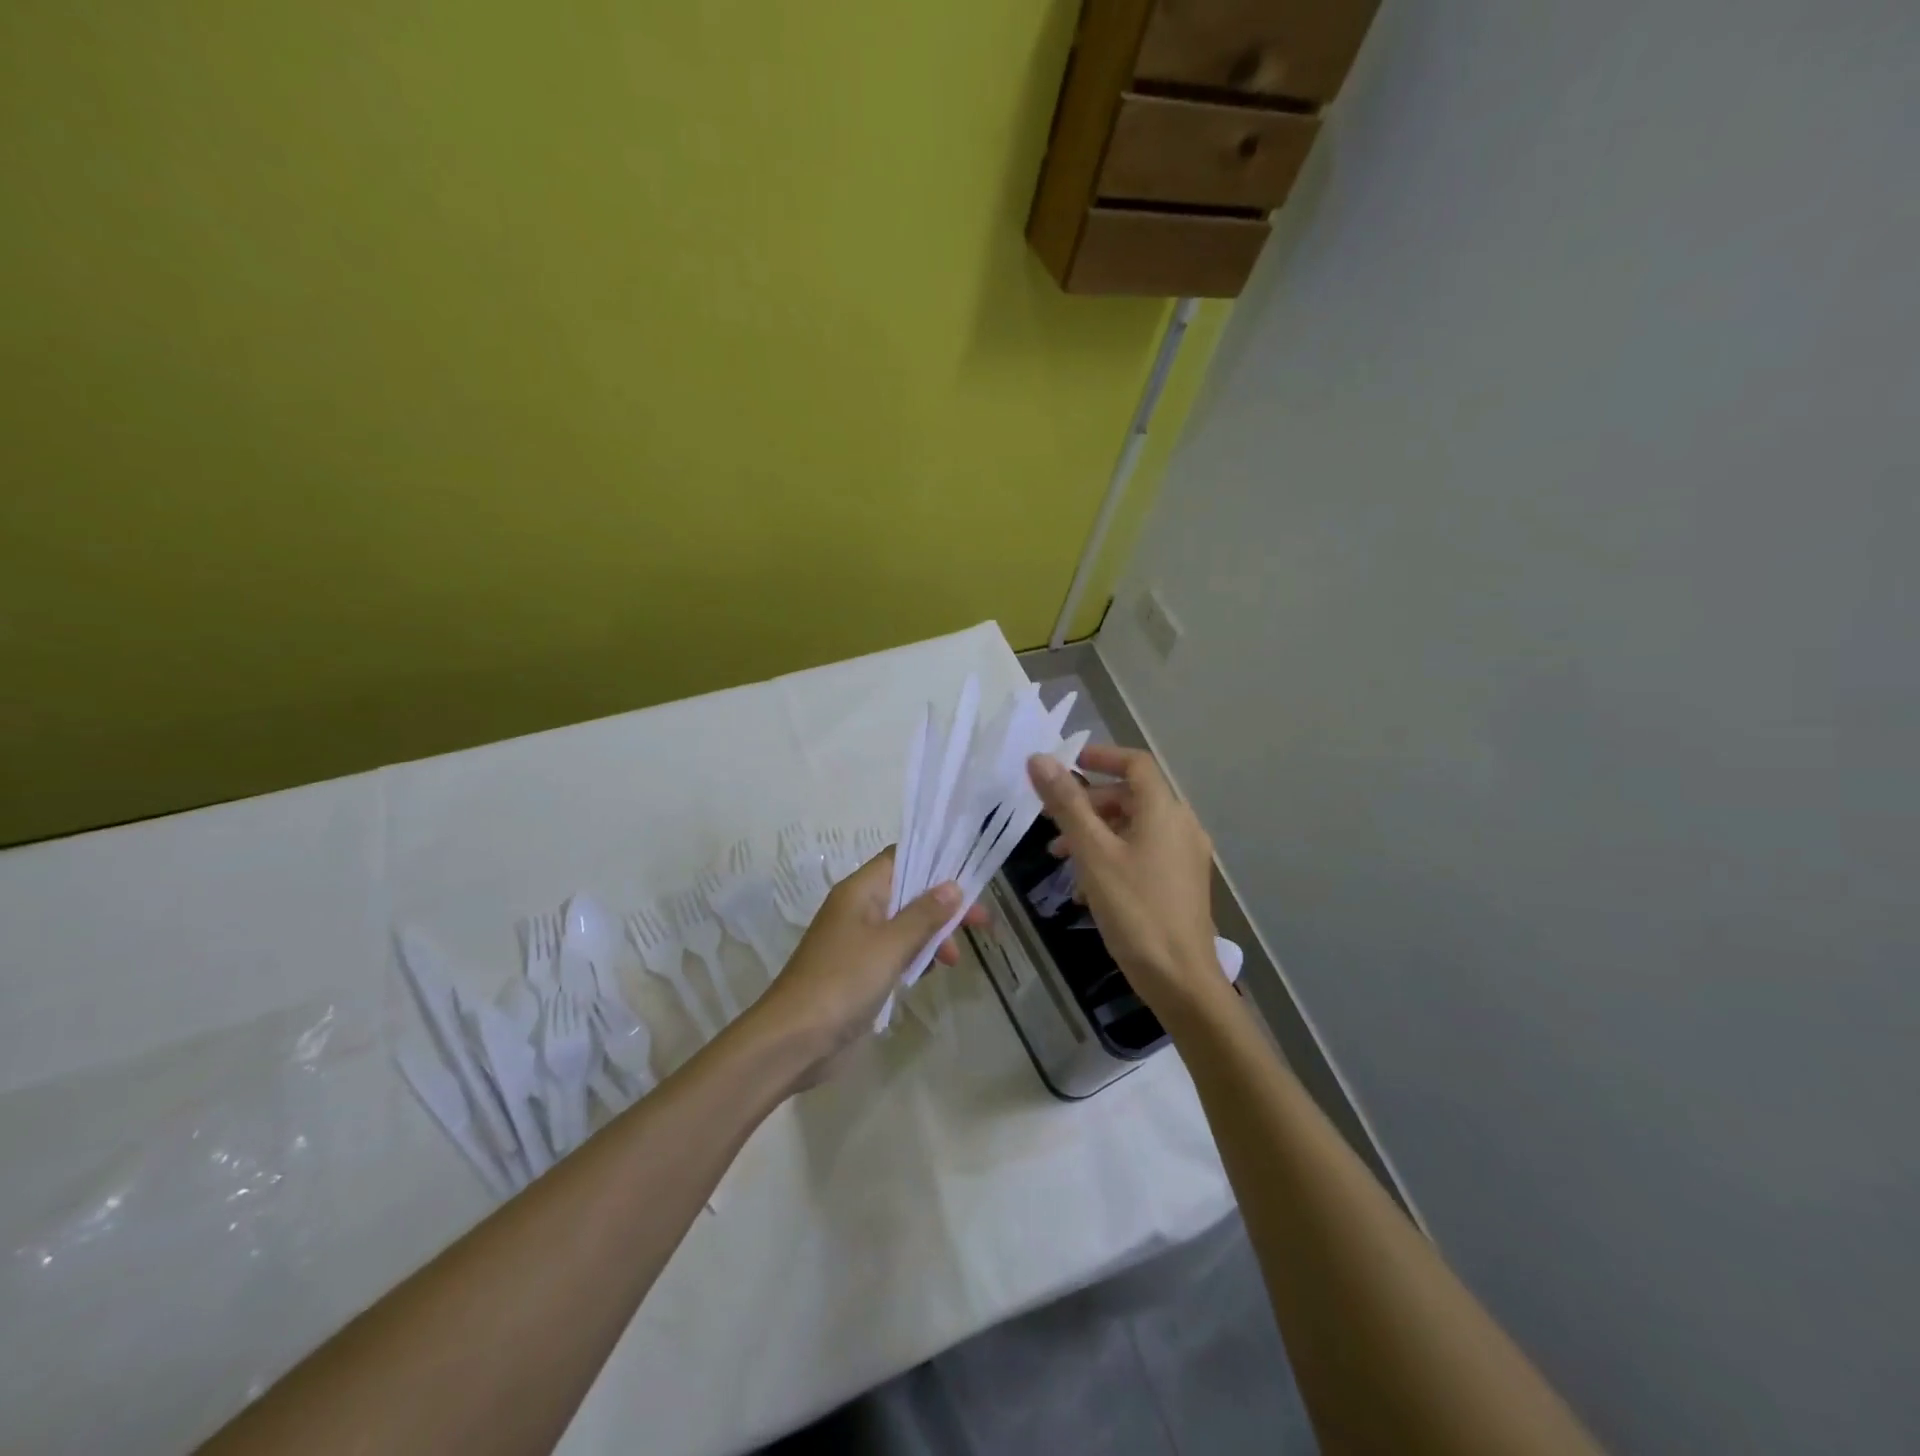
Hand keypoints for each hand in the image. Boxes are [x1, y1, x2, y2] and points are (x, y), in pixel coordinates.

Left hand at [749, 847, 985, 1082]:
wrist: (794, 1040)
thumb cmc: (843, 981)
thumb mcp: (891, 944)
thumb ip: (924, 914)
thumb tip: (953, 886)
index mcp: (860, 891)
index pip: (901, 858)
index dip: (936, 862)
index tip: (970, 876)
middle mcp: (858, 909)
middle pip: (908, 893)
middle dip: (943, 905)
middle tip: (980, 923)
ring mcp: (857, 942)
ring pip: (904, 925)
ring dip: (932, 935)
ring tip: (953, 959)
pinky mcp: (859, 972)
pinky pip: (894, 953)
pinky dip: (915, 958)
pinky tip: (929, 973)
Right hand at [1027, 746, 1221, 1019]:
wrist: (1180, 979)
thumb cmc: (1135, 909)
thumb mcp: (1093, 854)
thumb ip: (1067, 804)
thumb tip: (1039, 759)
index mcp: (1164, 811)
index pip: (1135, 763)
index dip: (1101, 756)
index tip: (1068, 764)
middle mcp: (1181, 826)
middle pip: (1131, 797)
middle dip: (1088, 803)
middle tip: (1052, 821)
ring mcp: (1184, 856)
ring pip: (1134, 828)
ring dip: (1096, 833)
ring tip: (1060, 858)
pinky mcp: (1181, 883)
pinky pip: (1143, 854)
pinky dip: (1112, 857)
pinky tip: (1086, 889)